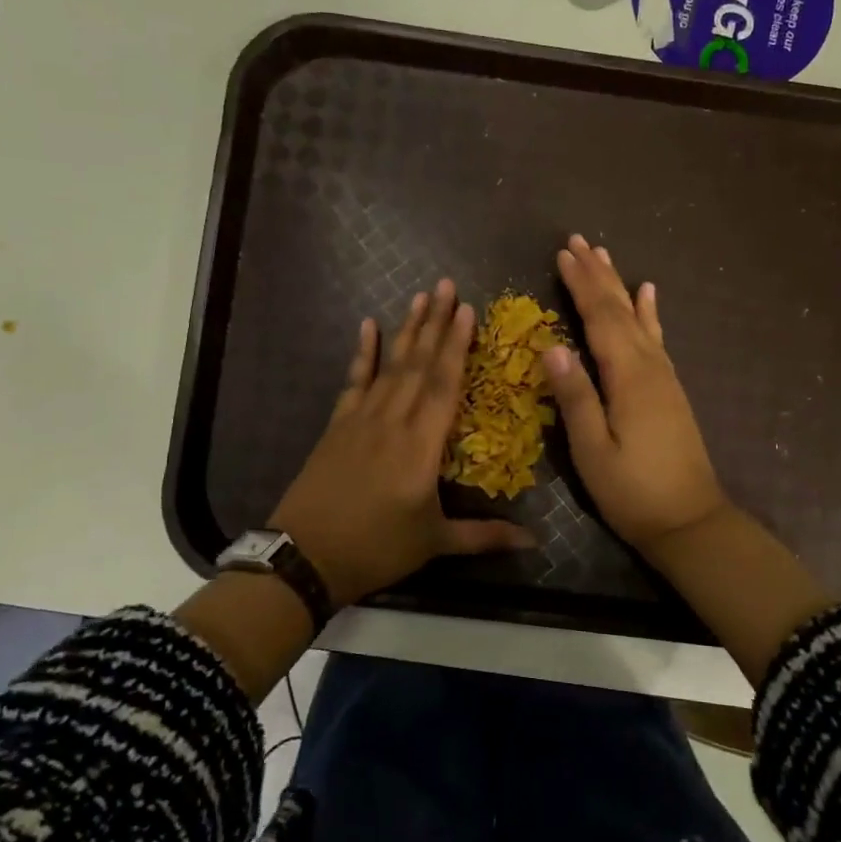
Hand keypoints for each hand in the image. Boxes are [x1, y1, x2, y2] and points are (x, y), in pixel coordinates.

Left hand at [271, 278, 533, 604]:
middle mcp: (393, 422)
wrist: (305, 556)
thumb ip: (484, 536)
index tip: (467, 310)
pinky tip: (368, 326)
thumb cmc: (376, 549)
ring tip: (420, 296)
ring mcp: (361, 419)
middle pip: (418, 365)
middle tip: (446, 285)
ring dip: (407, 330)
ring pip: (390, 366)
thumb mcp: (434, 543)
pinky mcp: (337, 425)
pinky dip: (363, 353)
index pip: (444, 386)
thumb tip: (535, 541)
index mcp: (421, 447)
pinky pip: (354, 381)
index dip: (457, 346)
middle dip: (435, 323)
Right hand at [542, 235, 731, 553]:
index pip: (600, 319)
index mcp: (628, 377)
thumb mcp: (592, 451)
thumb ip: (576, 397)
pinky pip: (657, 338)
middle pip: (621, 310)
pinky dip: (650, 313)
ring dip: (619, 285)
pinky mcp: (670, 390)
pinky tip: (649, 295)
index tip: (563, 254)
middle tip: (578, 241)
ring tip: (605, 256)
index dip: (581, 285)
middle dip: (598, 275)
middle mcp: (650, 366)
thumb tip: (551, 347)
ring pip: (639, 318)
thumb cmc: (633, 492)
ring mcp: (664, 377)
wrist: (691, 522)